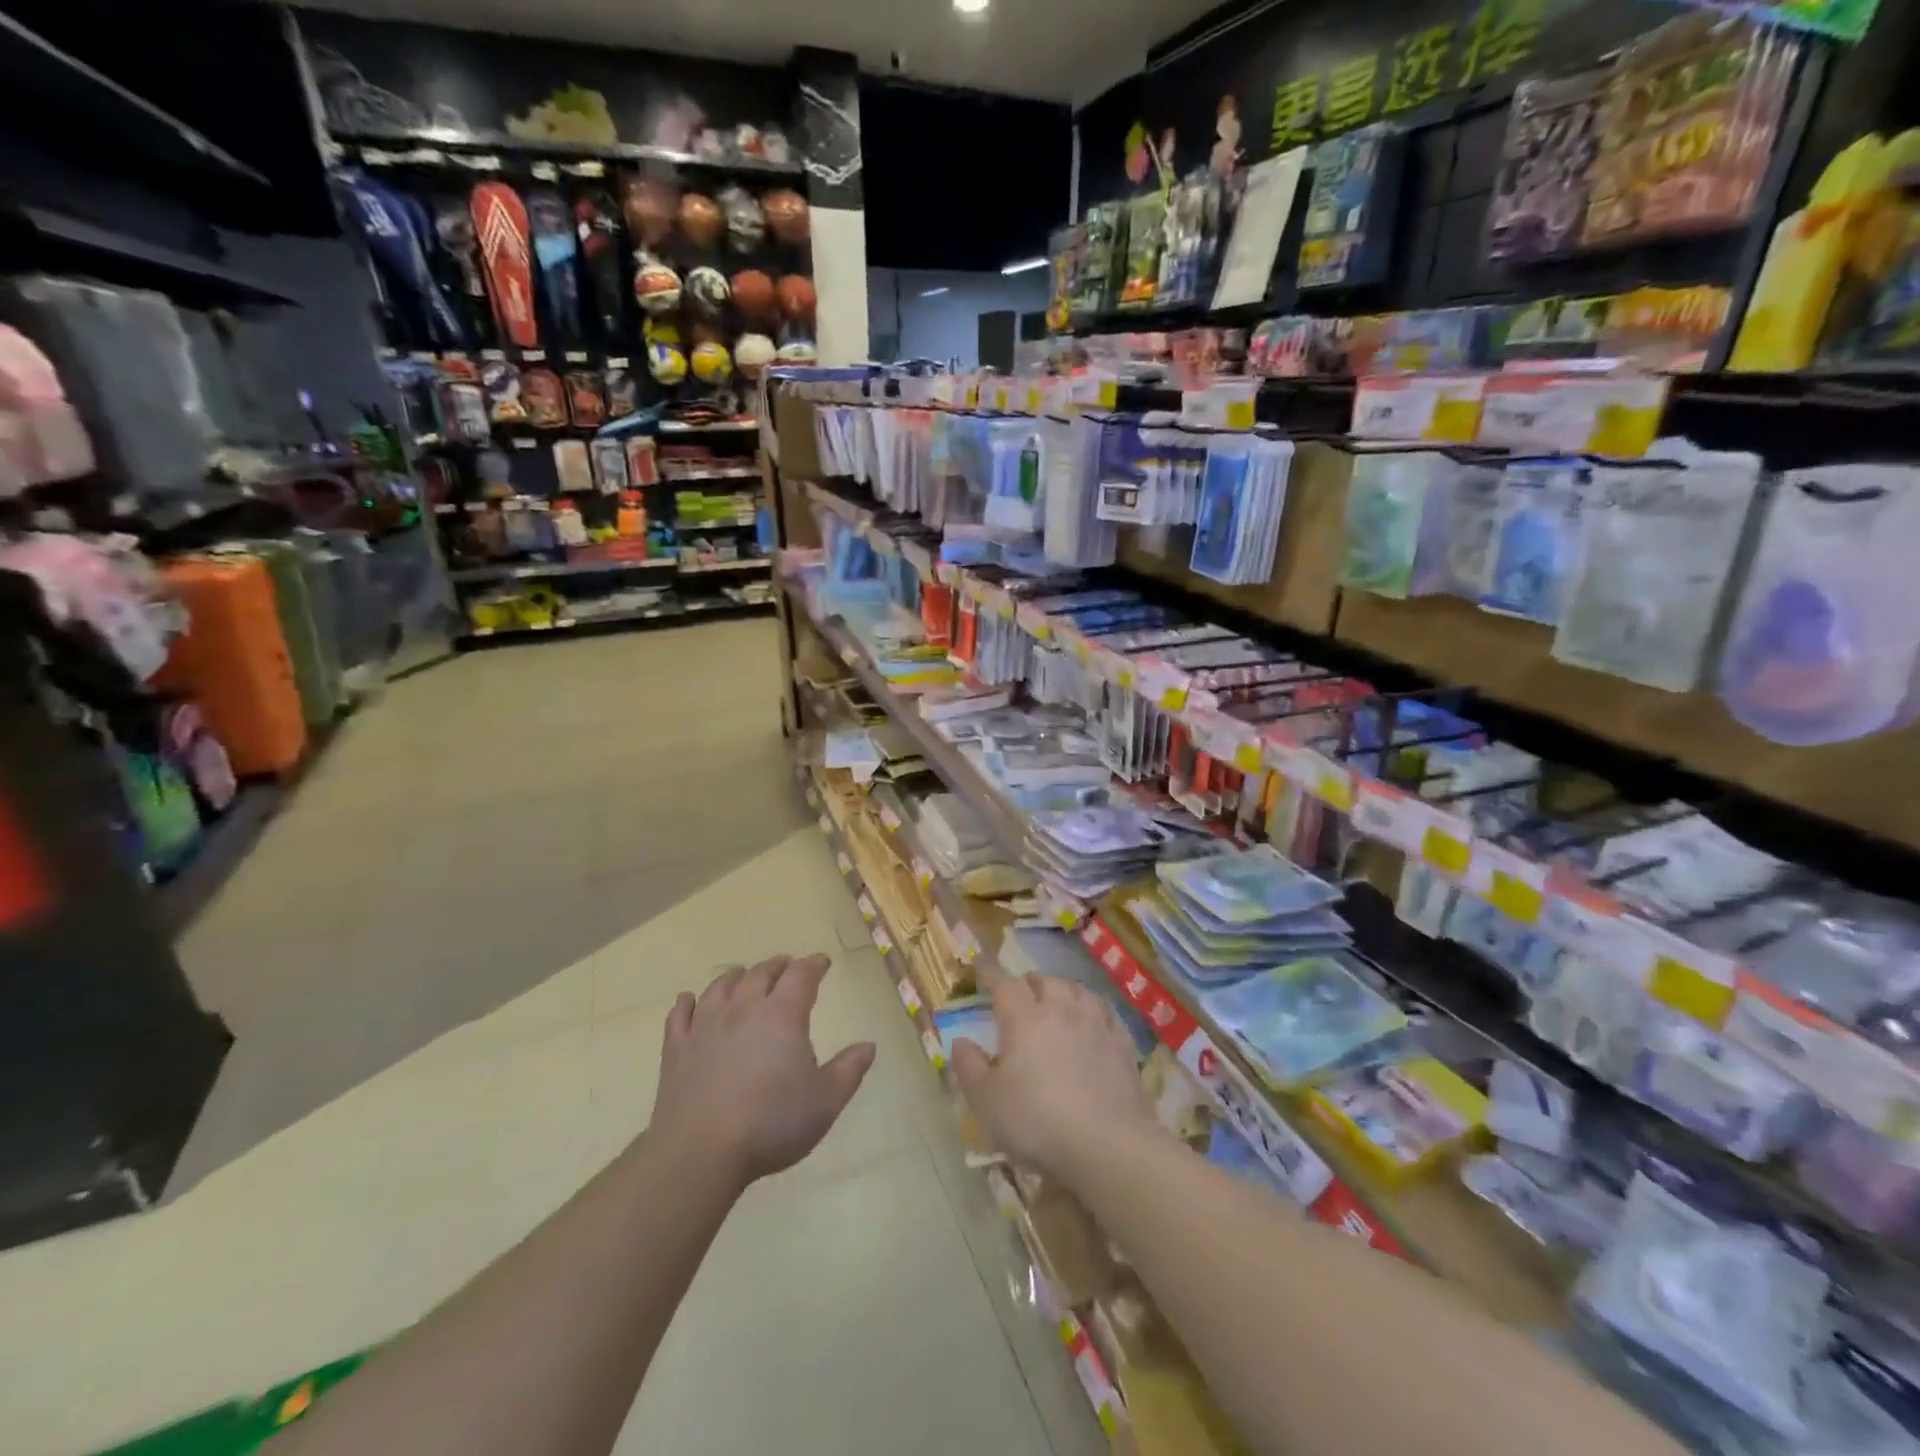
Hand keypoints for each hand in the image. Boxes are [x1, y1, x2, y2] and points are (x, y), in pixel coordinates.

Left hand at [650, 954, 875, 1186]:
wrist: (701, 1151)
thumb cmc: (771, 1124)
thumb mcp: (825, 1102)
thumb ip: (849, 1070)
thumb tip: (869, 1045)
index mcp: (783, 1014)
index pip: (801, 975)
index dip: (814, 965)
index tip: (823, 962)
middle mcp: (744, 1008)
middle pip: (761, 973)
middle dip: (778, 966)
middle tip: (787, 966)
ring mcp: (705, 1025)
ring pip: (721, 986)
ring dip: (736, 976)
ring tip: (743, 975)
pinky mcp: (676, 1048)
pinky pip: (680, 1014)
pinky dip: (686, 1002)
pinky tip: (688, 1000)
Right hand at [952, 971, 1158, 1183]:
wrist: (1108, 1145)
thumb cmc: (1037, 1122)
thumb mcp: (987, 1101)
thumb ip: (969, 1067)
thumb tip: (959, 1040)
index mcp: (1024, 1018)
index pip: (1003, 983)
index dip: (990, 973)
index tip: (981, 968)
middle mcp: (1061, 1010)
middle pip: (1045, 981)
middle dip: (1029, 982)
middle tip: (1021, 992)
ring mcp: (1096, 1024)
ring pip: (1078, 990)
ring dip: (1063, 990)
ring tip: (1057, 999)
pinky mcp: (1123, 1044)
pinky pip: (1106, 1012)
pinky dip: (1093, 1008)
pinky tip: (1093, 1019)